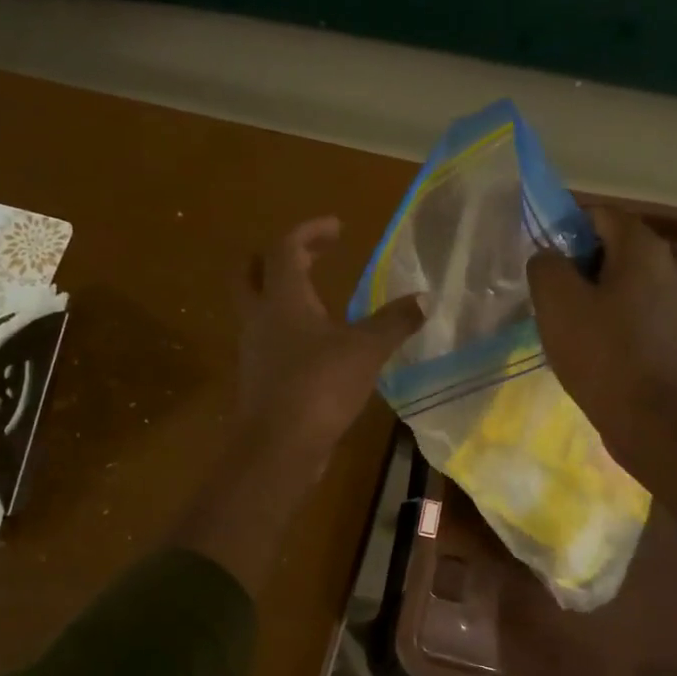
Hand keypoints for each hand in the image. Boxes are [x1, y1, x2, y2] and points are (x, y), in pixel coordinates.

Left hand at [236, 217, 424, 464]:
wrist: (278, 447)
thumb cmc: (319, 386)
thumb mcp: (366, 350)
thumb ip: (394, 322)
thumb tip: (425, 298)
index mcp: (282, 299)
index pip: (286, 248)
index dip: (310, 232)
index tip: (337, 228)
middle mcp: (260, 318)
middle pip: (251, 272)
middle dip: (276, 257)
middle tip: (307, 256)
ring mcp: (254, 350)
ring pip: (258, 309)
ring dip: (282, 297)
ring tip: (319, 301)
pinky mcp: (259, 379)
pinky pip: (270, 342)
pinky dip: (289, 332)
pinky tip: (317, 347)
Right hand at [526, 207, 676, 478]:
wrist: (650, 421)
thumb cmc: (601, 354)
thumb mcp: (556, 303)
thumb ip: (546, 266)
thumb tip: (549, 258)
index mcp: (644, 248)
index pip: (599, 214)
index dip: (565, 231)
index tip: (544, 266)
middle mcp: (672, 266)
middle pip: (614, 249)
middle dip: (579, 268)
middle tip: (552, 301)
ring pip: (626, 285)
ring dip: (596, 298)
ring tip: (571, 331)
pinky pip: (639, 315)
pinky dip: (615, 323)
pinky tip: (597, 352)